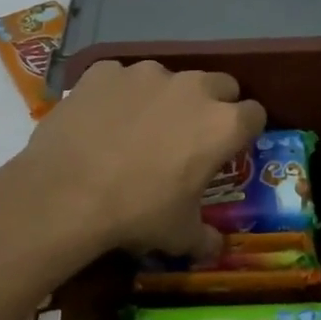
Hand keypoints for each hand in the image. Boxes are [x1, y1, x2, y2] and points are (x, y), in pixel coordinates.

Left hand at [19, 60, 265, 257]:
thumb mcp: (178, 234)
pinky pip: (120, 78)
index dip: (245, 131)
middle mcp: (191, 88)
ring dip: (163, 98)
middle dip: (212, 105)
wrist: (65, 193)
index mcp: (222, 124)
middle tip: (189, 135)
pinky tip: (100, 122)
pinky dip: (117, 95)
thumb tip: (215, 248)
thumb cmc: (136, 212)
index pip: (255, 114)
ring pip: (168, 78)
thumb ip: (204, 237)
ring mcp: (145, 73)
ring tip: (137, 129)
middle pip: (219, 85)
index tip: (231, 147)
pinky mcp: (105, 71)